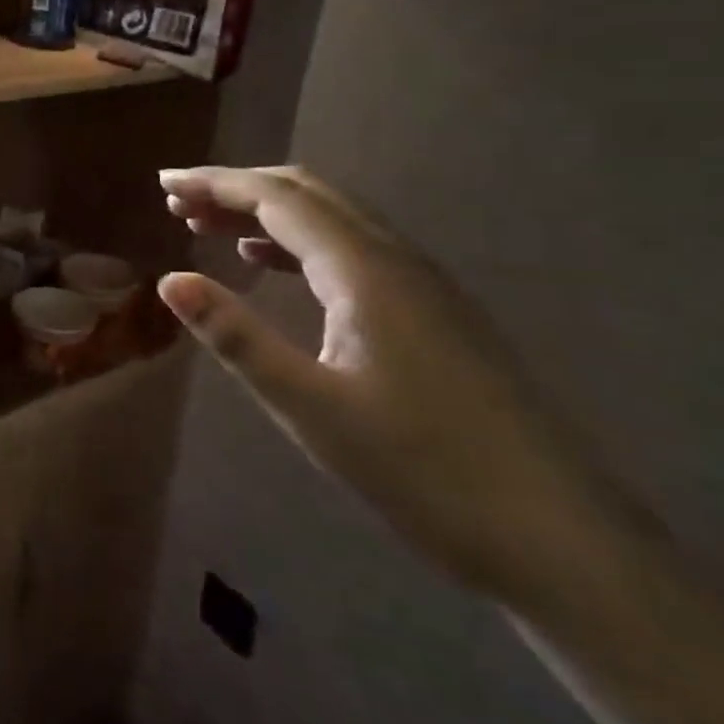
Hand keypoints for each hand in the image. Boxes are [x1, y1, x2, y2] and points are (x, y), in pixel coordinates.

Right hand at [157, 165, 626, 597]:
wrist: (560, 540)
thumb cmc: (422, 470)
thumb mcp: (309, 406)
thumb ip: (235, 336)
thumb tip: (169, 280)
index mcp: (365, 270)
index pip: (277, 199)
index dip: (215, 183)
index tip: (163, 184)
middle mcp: (396, 259)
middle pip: (307, 194)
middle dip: (236, 188)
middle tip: (177, 202)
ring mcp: (422, 285)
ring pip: (331, 219)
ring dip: (266, 213)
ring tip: (208, 227)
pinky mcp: (433, 313)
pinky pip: (351, 249)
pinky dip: (298, 243)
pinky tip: (269, 266)